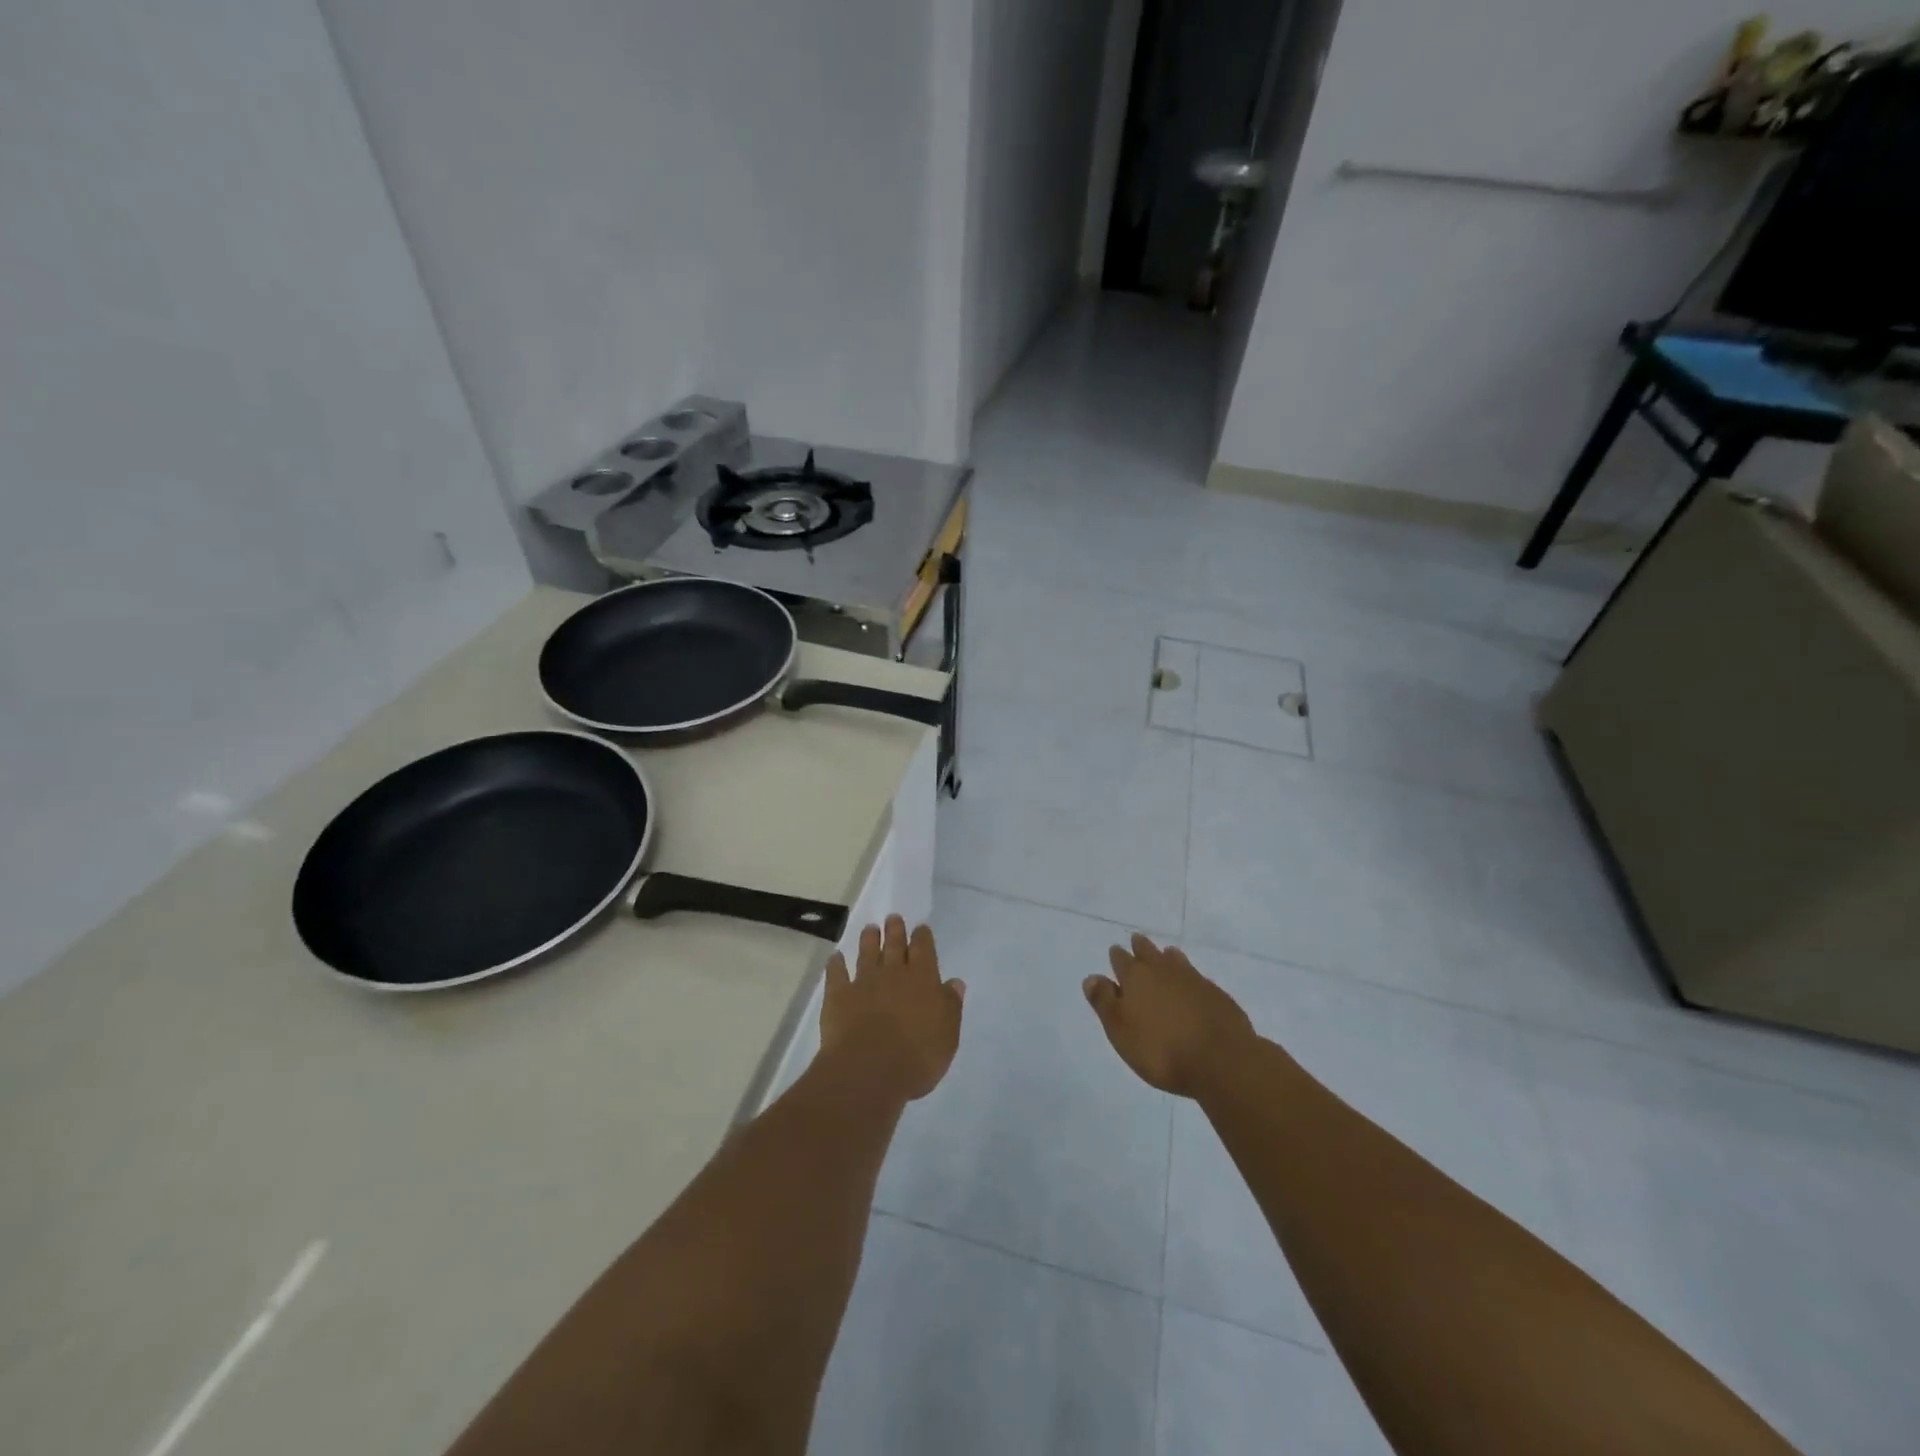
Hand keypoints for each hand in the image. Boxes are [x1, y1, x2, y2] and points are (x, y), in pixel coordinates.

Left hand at [820, 916, 964, 1103]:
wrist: (869, 1069)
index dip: (922, 936)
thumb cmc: (917, 1056)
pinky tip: (835, 957)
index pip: (924, 949)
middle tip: (893, 917)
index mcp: (923, 979)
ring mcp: (863, 982)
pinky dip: (835, 964)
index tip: (920, 927)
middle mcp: (893, 973)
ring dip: (868, 939)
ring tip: (870, 928)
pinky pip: (836, 974)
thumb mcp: (947, 1034)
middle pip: (894, 945)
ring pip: (866, 953)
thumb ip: (951, 1005)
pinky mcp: (838, 996)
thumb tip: (955, 982)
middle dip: (895, 930)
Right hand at [1083, 934, 1255, 1097]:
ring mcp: (1193, 980)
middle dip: (1141, 947)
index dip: (1117, 956)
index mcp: (1136, 978)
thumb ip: (1104, 1002)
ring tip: (1166, 954)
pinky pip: (1197, 977)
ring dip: (1167, 957)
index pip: (1122, 960)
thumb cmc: (1161, 1049)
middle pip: (1149, 953)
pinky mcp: (1216, 994)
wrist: (1221, 1060)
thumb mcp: (1121, 1031)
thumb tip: (1091, 977)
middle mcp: (1163, 971)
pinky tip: (1193, 983)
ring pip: (1175, 960)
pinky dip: (1190, 976)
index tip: (1116, 950)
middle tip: (1137, 940)